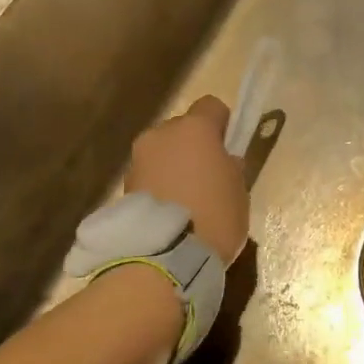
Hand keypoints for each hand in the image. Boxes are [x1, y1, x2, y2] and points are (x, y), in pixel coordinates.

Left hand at [125, 96, 249, 262]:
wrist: (163, 257)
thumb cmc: (214, 216)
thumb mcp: (239, 190)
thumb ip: (230, 166)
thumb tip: (222, 162)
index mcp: (195, 128)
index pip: (212, 106)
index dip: (222, 124)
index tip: (228, 148)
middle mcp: (161, 134)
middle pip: (182, 129)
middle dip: (193, 147)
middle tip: (206, 178)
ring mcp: (138, 159)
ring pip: (162, 152)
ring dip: (173, 167)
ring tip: (185, 201)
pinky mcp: (124, 185)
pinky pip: (149, 175)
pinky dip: (159, 186)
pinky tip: (169, 212)